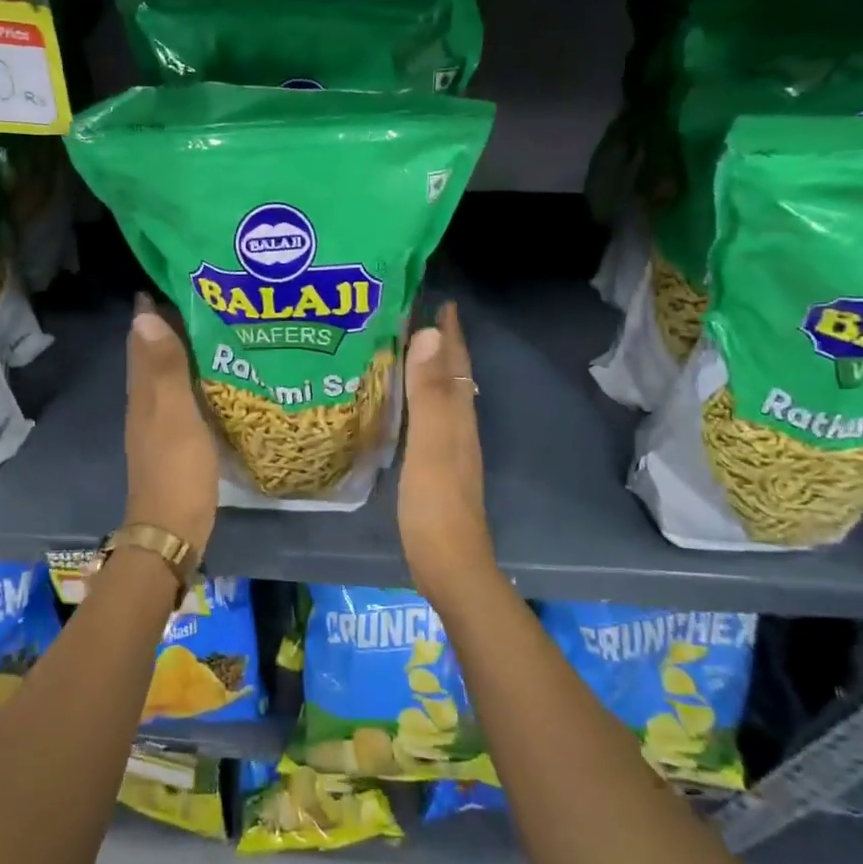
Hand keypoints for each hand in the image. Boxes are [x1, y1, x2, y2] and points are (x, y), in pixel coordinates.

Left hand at [123, 293, 218, 556]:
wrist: (172, 529)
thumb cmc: (177, 470)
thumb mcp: (175, 415)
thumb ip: (164, 368)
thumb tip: (144, 315)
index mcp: (144, 391)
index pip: (141, 339)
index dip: (152, 311)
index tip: (176, 281)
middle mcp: (146, 402)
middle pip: (152, 354)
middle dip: (169, 325)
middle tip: (204, 299)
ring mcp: (159, 423)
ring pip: (167, 375)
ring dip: (182, 350)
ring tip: (214, 328)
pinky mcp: (175, 441)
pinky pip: (182, 396)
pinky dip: (193, 378)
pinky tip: (216, 377)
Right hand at [398, 302, 494, 600]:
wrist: (448, 562)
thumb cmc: (435, 502)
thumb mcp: (429, 442)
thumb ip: (429, 393)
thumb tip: (429, 335)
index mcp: (458, 415)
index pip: (456, 363)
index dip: (450, 333)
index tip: (440, 301)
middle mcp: (459, 425)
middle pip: (453, 375)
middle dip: (441, 345)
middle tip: (417, 316)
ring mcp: (449, 448)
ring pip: (442, 396)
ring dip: (430, 369)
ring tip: (408, 349)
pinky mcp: (436, 466)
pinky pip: (429, 417)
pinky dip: (419, 398)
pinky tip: (403, 404)